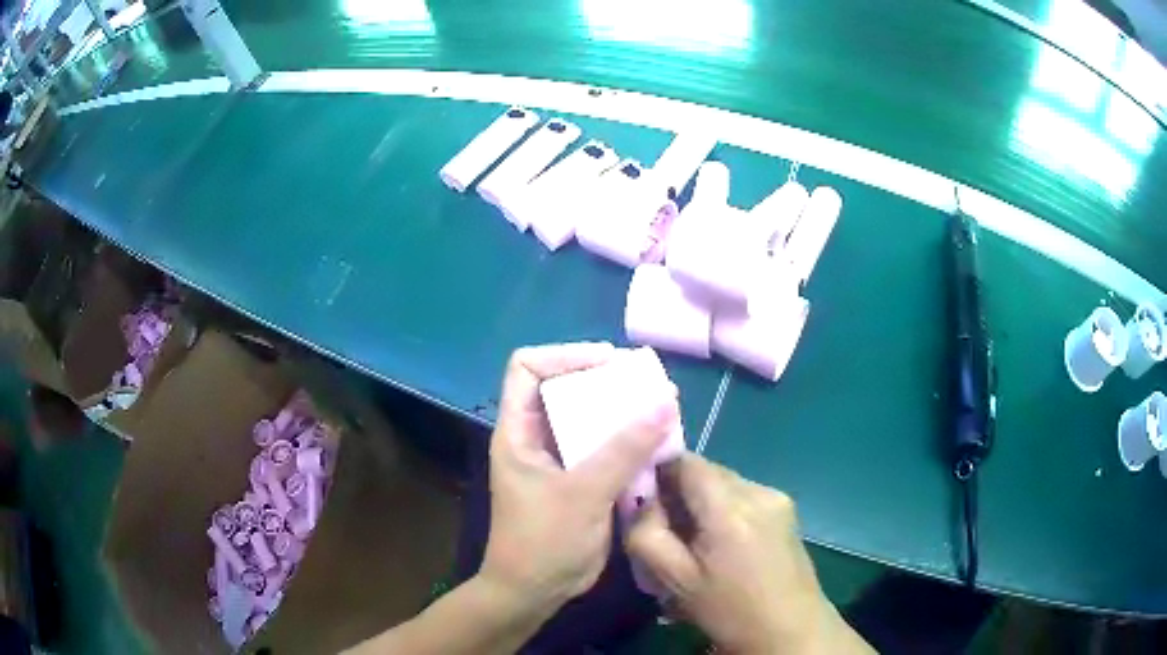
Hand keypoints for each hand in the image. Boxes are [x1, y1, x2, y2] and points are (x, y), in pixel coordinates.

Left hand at [480, 343, 677, 616]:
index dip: (564, 355)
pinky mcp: (579, 481)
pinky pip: (605, 449)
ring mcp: (558, 460)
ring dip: (622, 413)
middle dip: (604, 382)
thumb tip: (666, 403)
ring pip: (589, 420)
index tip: (607, 362)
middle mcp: (536, 438)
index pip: (527, 367)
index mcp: (519, 431)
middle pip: (565, 389)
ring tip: (660, 408)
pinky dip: (629, 442)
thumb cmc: (544, 541)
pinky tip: (656, 444)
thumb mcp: (583, 493)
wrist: (536, 591)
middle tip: (644, 384)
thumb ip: (624, 449)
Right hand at [626, 454, 871, 653]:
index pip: (684, 460)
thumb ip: (646, 533)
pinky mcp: (787, 510)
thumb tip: (640, 500)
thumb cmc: (729, 610)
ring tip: (697, 544)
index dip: (658, 472)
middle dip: (680, 493)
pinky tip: (725, 546)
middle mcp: (757, 490)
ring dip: (703, 503)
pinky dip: (725, 510)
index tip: (645, 503)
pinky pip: (744, 496)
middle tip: (669, 531)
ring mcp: (777, 498)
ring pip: (724, 484)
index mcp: (729, 507)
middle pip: (706, 471)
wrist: (790, 630)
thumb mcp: (674, 580)